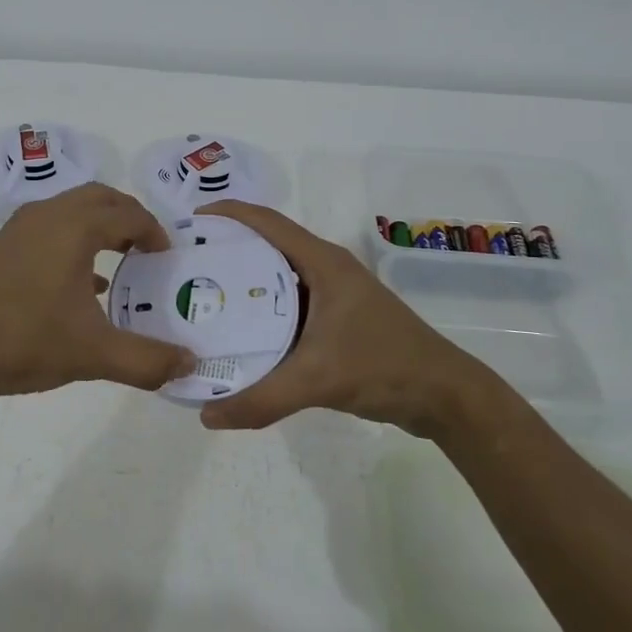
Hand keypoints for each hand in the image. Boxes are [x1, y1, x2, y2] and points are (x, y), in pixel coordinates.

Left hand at [0, 183, 195, 403]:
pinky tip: (81, 286)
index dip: (155, 233)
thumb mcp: (94, 353)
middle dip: (129, 217)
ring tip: (120, 262)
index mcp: (75, 226)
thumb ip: (147, 359)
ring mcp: (20, 229)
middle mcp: (48, 215)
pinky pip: (50, 229)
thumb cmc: (25, 340)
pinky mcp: (1, 248)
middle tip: (148, 249)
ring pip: (71, 211)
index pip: (129, 215)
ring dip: (99, 228)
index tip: (168, 258)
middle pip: (100, 199)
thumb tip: (189, 364)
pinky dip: (74, 242)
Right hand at [194, 201, 495, 438]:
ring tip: (204, 298)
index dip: (228, 215)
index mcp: (322, 263)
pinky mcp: (338, 319)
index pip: (267, 223)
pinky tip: (241, 334)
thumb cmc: (383, 366)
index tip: (189, 223)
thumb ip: (261, 398)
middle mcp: (326, 269)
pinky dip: (263, 312)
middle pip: (268, 247)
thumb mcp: (317, 380)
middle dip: (228, 251)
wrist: (444, 395)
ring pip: (278, 278)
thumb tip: (206, 415)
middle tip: (187, 266)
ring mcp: (334, 295)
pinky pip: (290, 305)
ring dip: (245, 284)